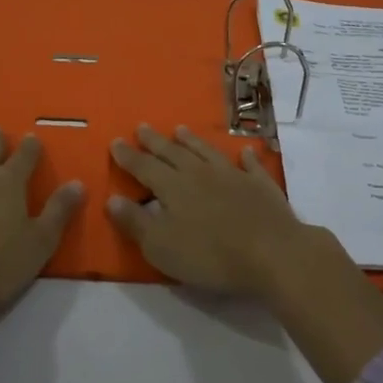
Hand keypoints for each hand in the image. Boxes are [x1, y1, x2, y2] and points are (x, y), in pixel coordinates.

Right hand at [106, 124, 312, 296]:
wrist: (271, 252)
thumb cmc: (210, 254)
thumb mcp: (161, 246)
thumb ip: (135, 222)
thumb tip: (111, 199)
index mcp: (173, 187)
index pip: (144, 167)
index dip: (129, 156)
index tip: (116, 141)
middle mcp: (200, 173)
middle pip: (173, 153)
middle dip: (155, 141)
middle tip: (142, 127)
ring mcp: (233, 175)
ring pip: (207, 152)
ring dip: (192, 141)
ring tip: (180, 129)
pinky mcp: (260, 185)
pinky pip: (250, 165)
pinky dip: (245, 157)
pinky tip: (244, 151)